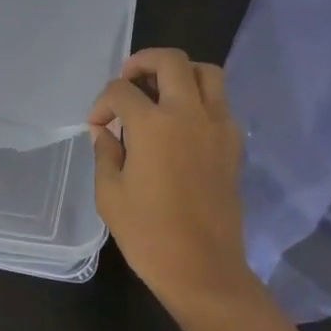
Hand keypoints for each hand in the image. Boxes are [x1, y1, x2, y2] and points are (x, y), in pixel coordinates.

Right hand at [88, 47, 254, 307]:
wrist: (203, 270)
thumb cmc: (148, 235)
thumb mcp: (110, 194)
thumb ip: (105, 152)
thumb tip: (105, 131)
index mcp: (154, 125)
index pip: (121, 91)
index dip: (102, 103)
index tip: (97, 125)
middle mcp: (189, 114)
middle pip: (171, 60)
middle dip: (143, 62)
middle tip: (128, 81)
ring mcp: (218, 126)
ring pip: (206, 72)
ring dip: (180, 72)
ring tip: (159, 91)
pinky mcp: (233, 144)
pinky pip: (220, 102)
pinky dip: (200, 98)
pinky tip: (181, 123)